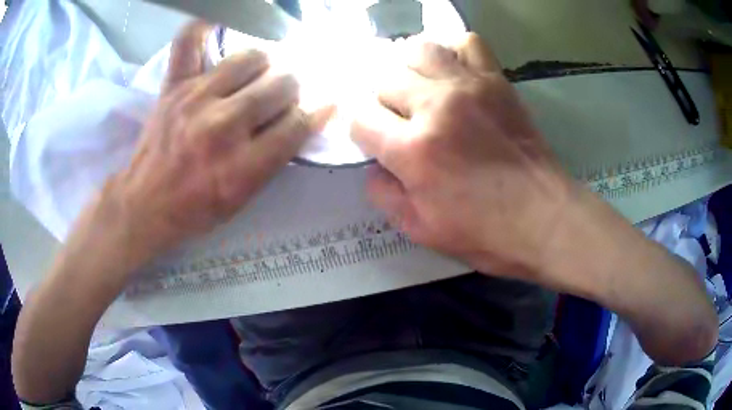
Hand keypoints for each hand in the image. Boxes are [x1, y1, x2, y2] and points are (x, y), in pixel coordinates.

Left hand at [109, 21, 332, 260]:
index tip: (324, 103)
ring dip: (265, 65)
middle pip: (282, 84)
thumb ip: (277, 156)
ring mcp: (195, 98)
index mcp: (242, 166)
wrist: (146, 203)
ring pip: (252, 57)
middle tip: (283, 95)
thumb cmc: (197, 208)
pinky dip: (204, 26)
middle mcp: (221, 126)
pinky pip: (188, 40)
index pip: (298, 123)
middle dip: (292, 89)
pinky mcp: (173, 86)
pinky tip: (218, 26)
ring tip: (257, 75)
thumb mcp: (244, 197)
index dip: (317, 111)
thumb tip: (310, 113)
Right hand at [351, 34, 574, 279]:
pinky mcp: (496, 81)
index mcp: (413, 150)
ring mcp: (469, 87)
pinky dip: (452, 50)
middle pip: (385, 78)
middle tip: (400, 119)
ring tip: (420, 88)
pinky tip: (451, 70)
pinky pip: (466, 43)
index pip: (360, 117)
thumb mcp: (419, 229)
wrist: (543, 216)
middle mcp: (436, 107)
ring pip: (418, 49)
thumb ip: (383, 194)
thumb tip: (374, 165)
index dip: (362, 129)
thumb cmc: (484, 232)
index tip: (375, 140)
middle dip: (384, 100)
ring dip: (410, 69)